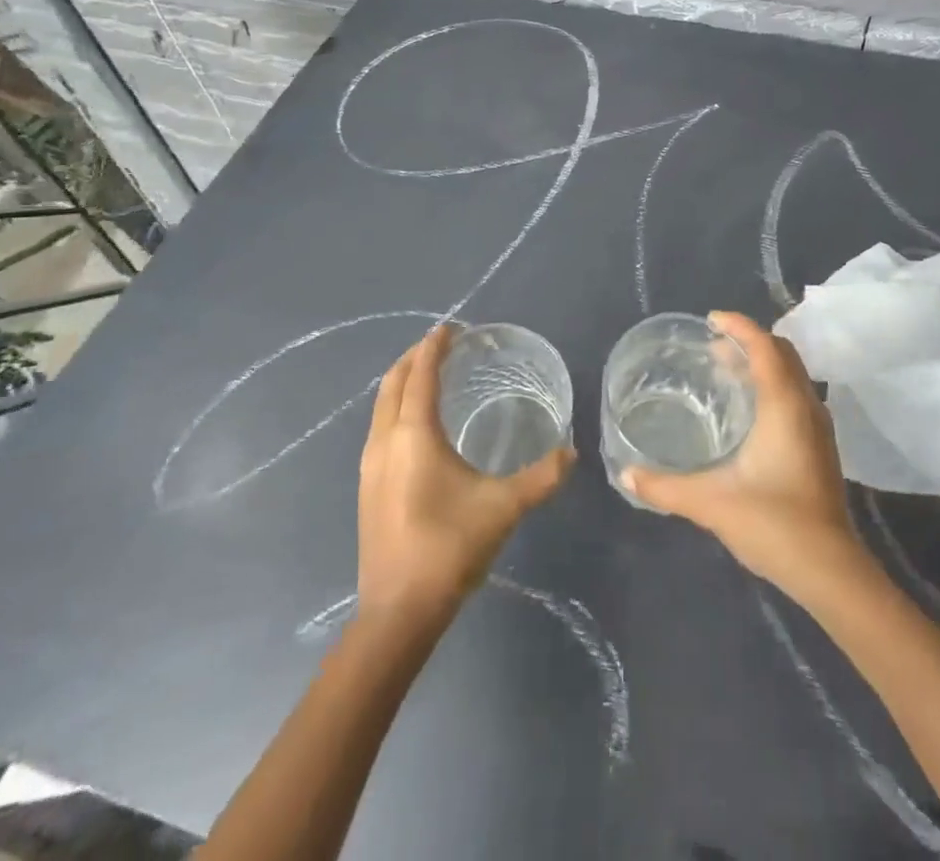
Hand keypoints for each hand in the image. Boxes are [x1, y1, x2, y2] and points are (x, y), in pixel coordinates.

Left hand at [357, 326, 574, 624]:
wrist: (398, 612)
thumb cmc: (449, 548)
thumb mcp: (504, 508)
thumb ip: (542, 477)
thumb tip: (572, 452)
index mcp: (414, 436)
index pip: (421, 375)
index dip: (434, 347)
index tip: (450, 328)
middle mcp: (385, 442)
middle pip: (393, 383)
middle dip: (414, 357)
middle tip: (441, 344)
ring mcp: (370, 466)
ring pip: (380, 406)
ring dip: (402, 382)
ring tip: (428, 375)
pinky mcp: (367, 488)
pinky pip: (379, 428)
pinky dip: (396, 407)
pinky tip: (416, 425)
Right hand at [624, 311, 866, 601]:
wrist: (830, 570)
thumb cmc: (774, 524)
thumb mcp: (712, 503)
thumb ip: (665, 487)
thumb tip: (626, 474)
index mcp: (785, 405)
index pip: (764, 346)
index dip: (739, 325)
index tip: (711, 320)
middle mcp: (806, 406)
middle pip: (782, 353)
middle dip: (749, 341)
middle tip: (713, 347)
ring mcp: (819, 427)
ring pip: (792, 374)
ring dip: (762, 363)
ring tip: (726, 372)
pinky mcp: (820, 447)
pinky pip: (795, 395)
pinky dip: (772, 385)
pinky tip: (748, 412)